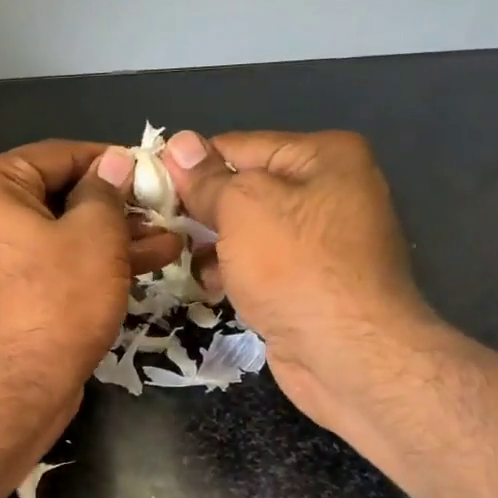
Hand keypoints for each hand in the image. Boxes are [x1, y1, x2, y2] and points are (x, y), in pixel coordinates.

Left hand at [0, 140, 182, 406]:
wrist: (12, 389)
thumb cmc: (54, 299)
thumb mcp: (95, 235)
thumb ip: (107, 191)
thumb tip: (115, 162)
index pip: (59, 155)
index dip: (112, 162)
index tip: (154, 170)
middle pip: (56, 195)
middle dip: (116, 208)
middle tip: (165, 211)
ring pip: (55, 233)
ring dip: (110, 238)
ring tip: (168, 242)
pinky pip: (45, 262)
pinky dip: (84, 263)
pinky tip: (141, 265)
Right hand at [162, 129, 442, 433]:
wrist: (349, 354)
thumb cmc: (295, 267)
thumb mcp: (242, 208)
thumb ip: (208, 178)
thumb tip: (179, 143)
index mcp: (323, 156)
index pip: (236, 146)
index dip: (190, 164)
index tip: (148, 185)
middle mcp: (329, 190)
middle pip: (243, 187)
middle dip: (199, 207)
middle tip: (155, 223)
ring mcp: (321, 239)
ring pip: (246, 229)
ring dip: (211, 242)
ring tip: (179, 257)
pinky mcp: (310, 280)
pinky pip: (259, 262)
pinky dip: (232, 270)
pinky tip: (209, 284)